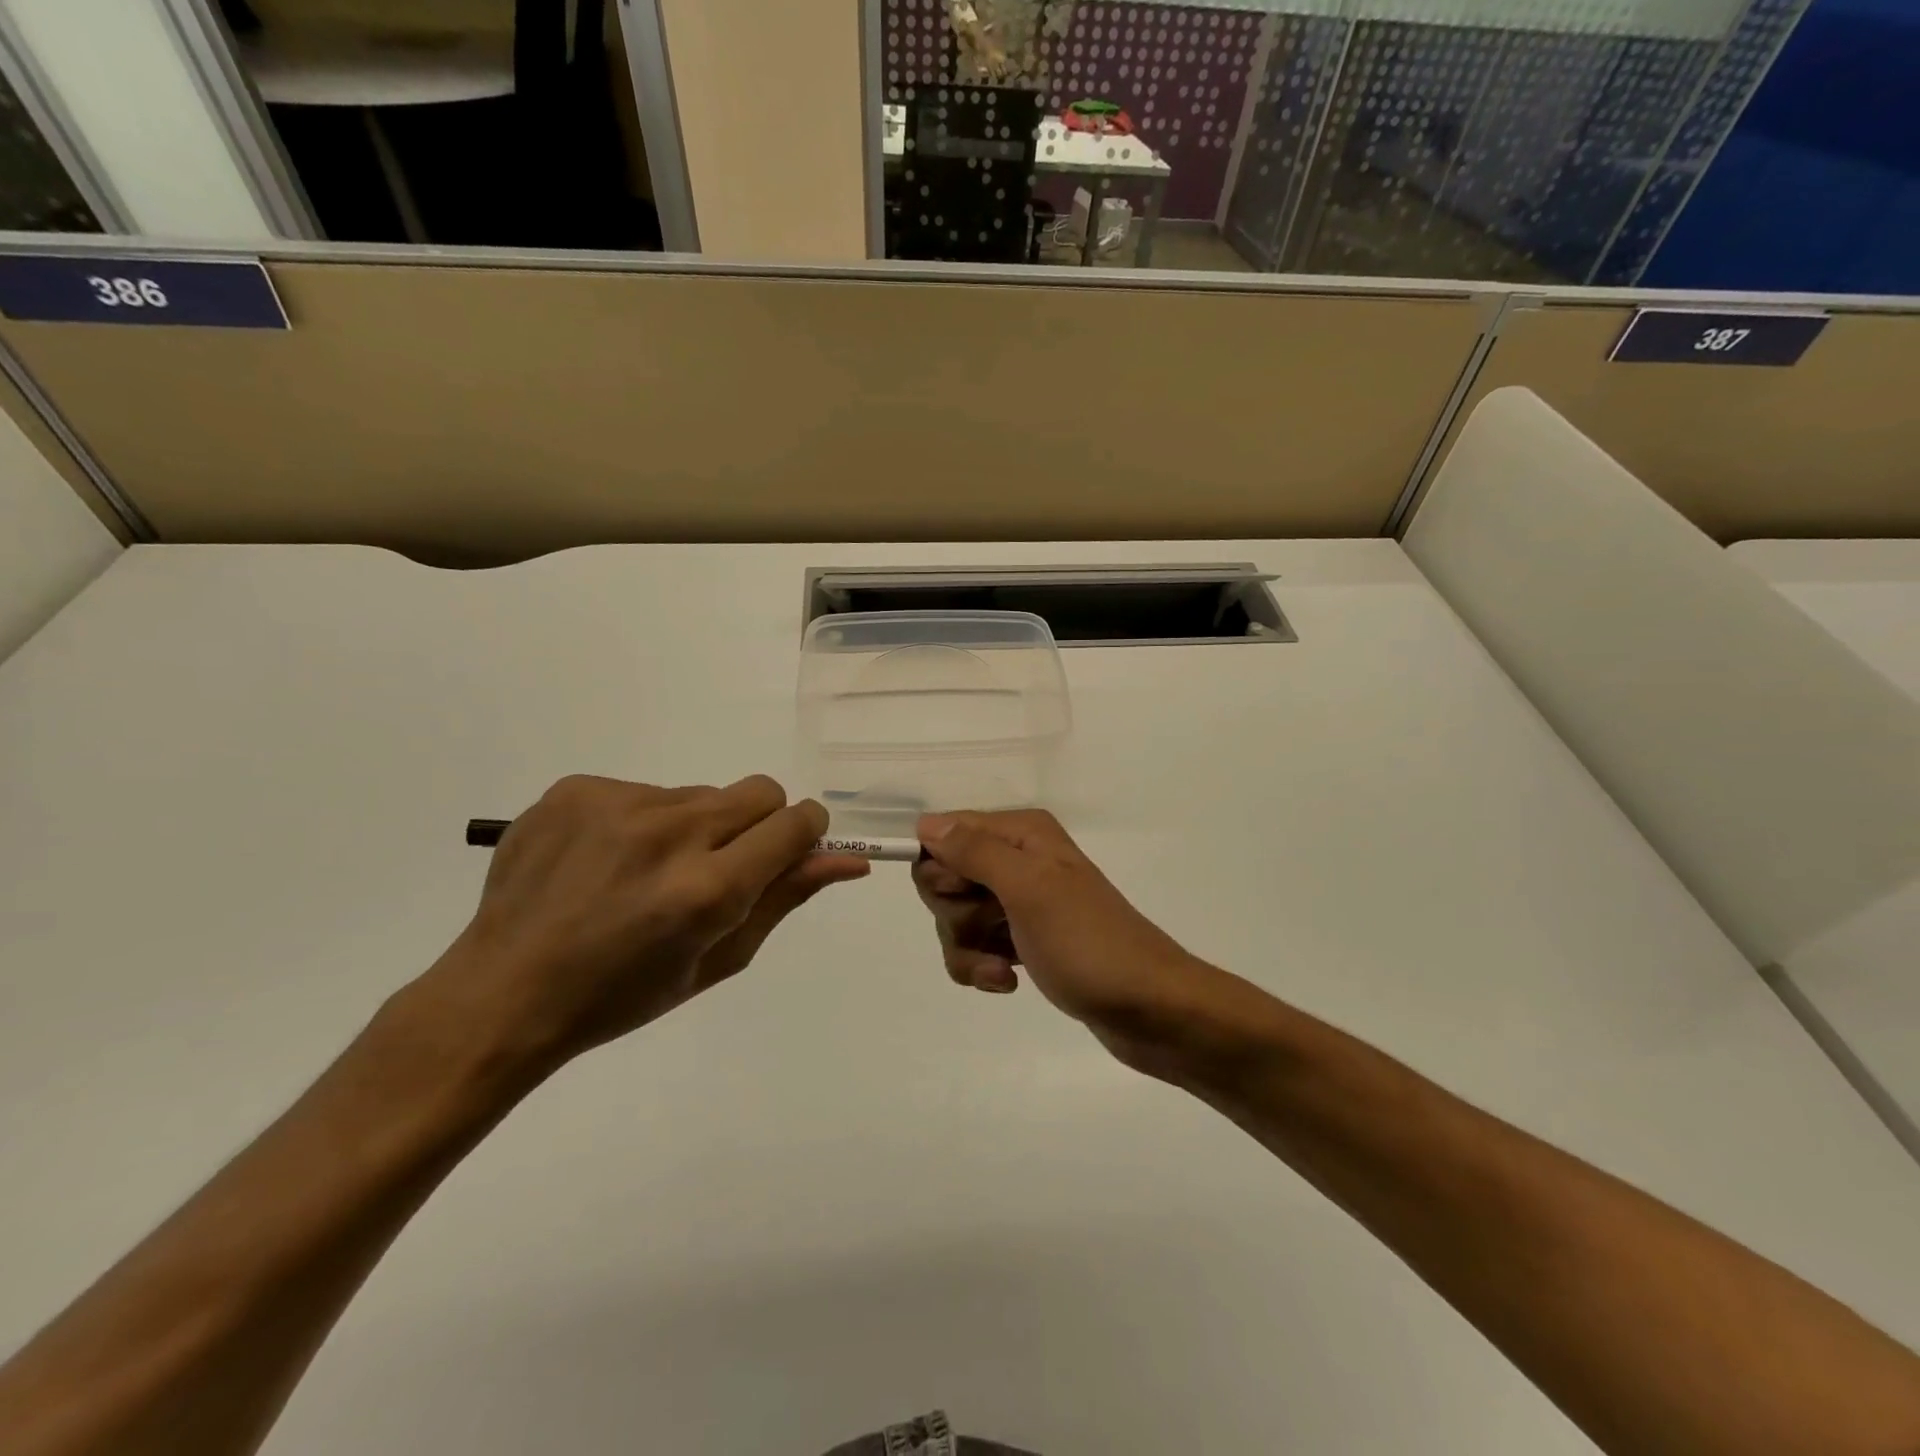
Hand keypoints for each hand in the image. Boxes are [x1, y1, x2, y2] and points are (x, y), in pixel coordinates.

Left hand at [414, 775, 868, 1074]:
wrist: (503, 992)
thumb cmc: (622, 995)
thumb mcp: (718, 960)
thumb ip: (786, 899)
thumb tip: (848, 859)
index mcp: (708, 889)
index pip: (795, 822)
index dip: (804, 834)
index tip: (787, 852)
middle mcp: (669, 833)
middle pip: (759, 791)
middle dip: (756, 826)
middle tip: (717, 869)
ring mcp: (617, 804)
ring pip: (701, 793)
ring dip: (695, 827)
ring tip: (647, 873)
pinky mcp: (577, 788)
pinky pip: (645, 790)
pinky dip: (643, 821)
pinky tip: (606, 862)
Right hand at [912, 810, 1233, 1074]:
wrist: (1150, 1009)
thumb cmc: (1088, 943)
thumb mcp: (1029, 889)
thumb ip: (975, 852)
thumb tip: (926, 824)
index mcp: (1021, 834)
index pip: (945, 835)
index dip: (942, 871)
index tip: (965, 895)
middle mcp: (1018, 860)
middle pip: (945, 880)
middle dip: (956, 914)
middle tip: (993, 926)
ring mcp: (1021, 902)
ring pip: (956, 919)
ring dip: (969, 949)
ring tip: (1002, 969)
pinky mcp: (1024, 940)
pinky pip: (977, 947)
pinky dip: (983, 966)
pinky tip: (1009, 982)